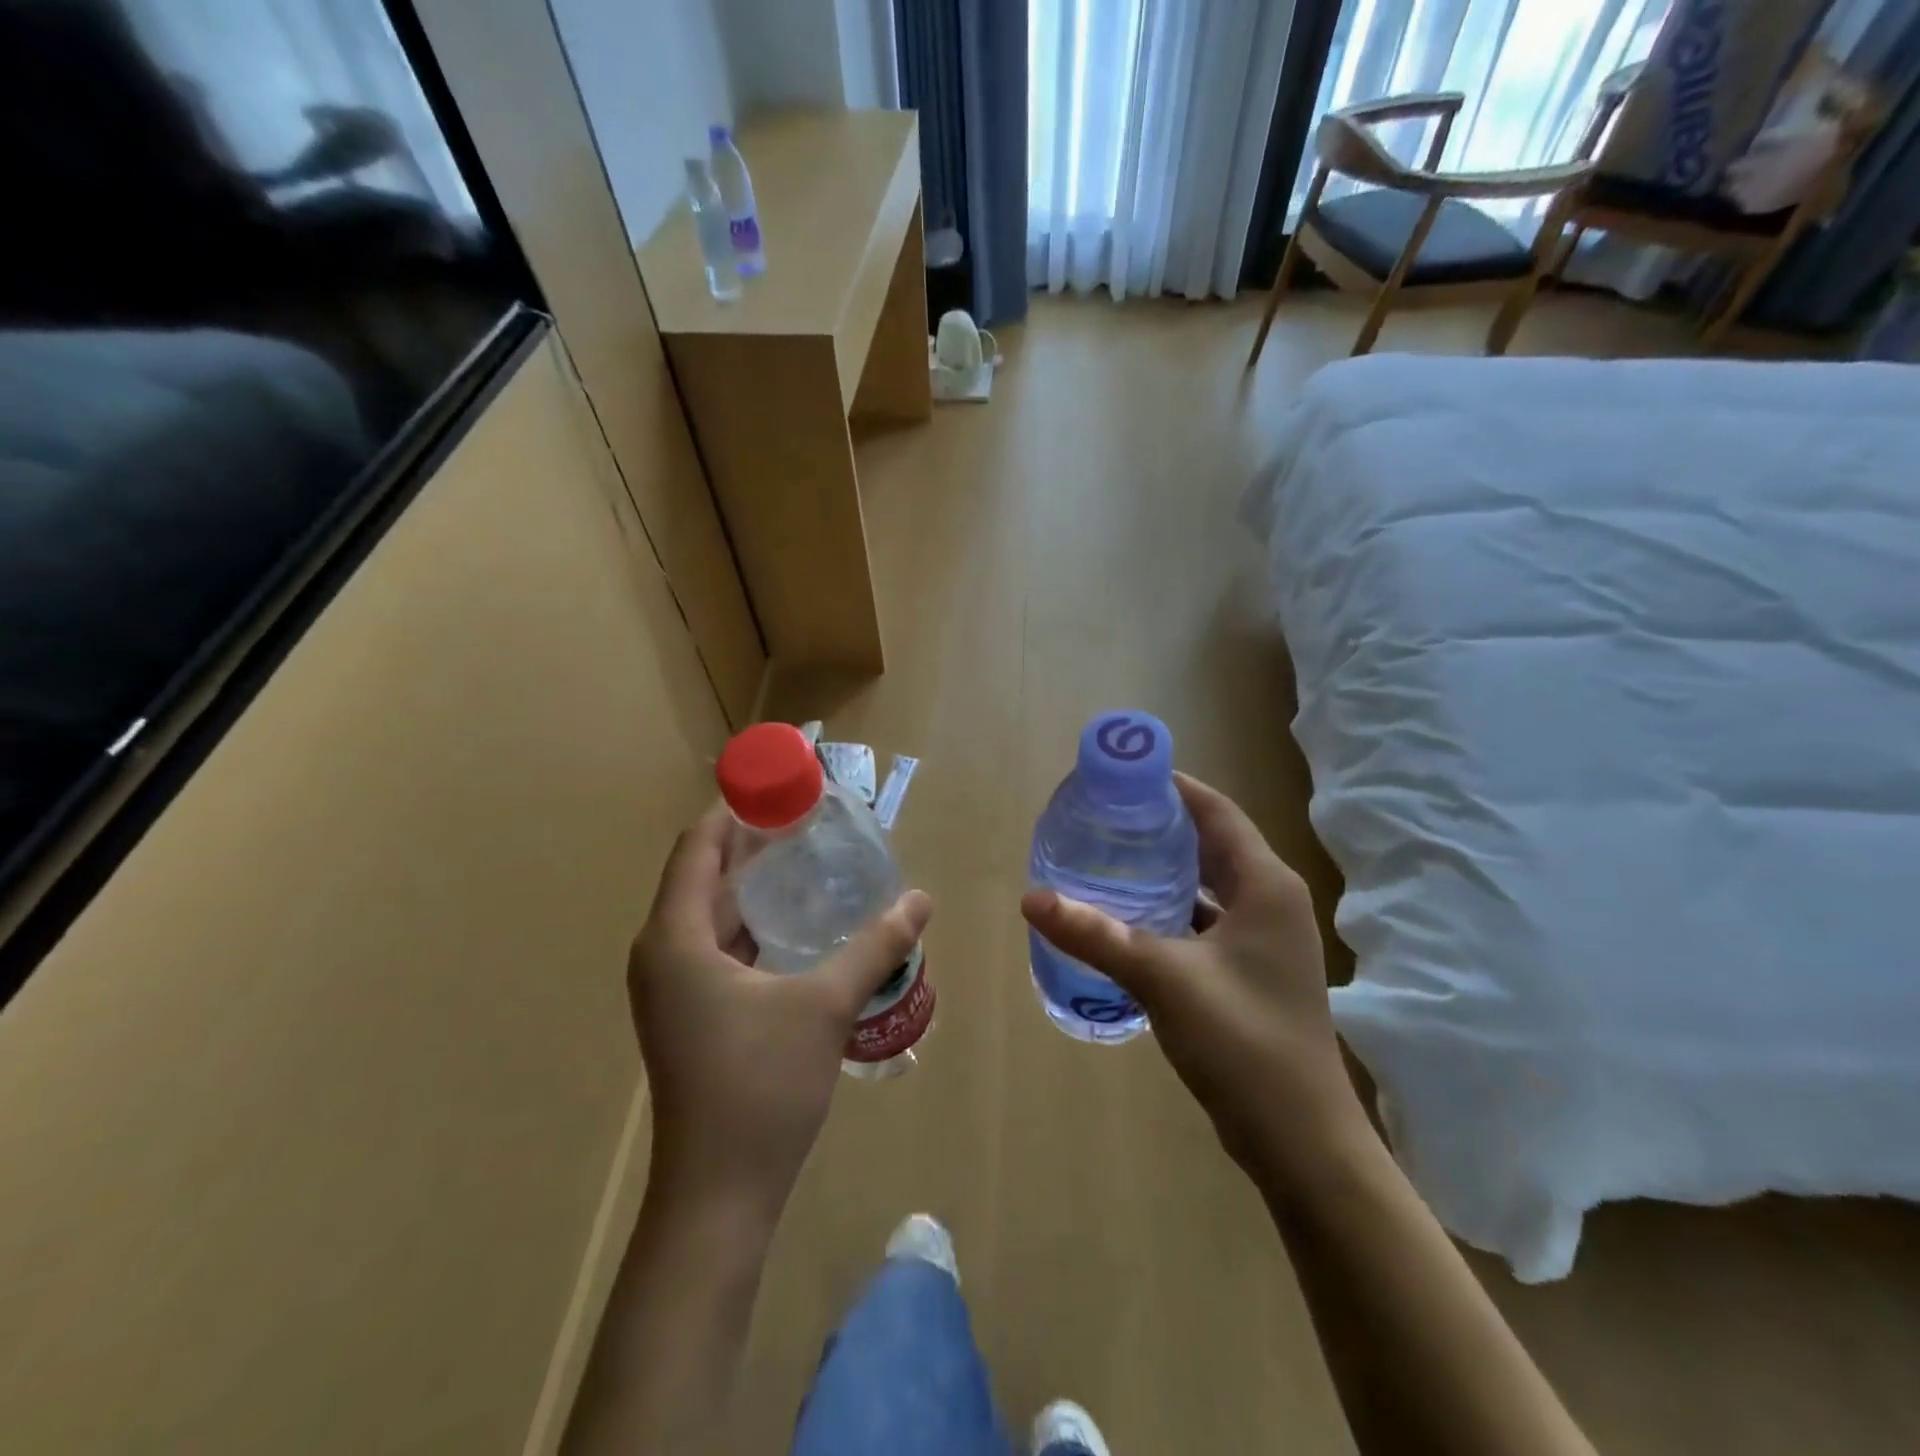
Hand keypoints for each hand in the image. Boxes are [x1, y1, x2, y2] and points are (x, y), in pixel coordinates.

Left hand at [629, 803, 932, 1217]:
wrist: (718, 1196)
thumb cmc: (761, 1088)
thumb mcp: (826, 1006)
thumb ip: (875, 946)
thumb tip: (921, 900)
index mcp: (675, 939)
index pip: (697, 846)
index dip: (737, 809)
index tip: (785, 785)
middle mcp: (663, 953)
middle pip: (702, 872)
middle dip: (752, 841)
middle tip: (811, 817)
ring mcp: (673, 986)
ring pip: (711, 910)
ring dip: (754, 882)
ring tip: (812, 857)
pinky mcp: (690, 1011)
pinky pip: (717, 943)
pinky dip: (753, 921)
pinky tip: (800, 920)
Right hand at [1021, 773, 1363, 1173]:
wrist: (1300, 1139)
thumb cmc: (1243, 1042)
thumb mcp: (1163, 978)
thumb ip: (1096, 934)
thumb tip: (1031, 898)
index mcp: (1266, 885)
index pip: (1216, 811)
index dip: (1172, 787)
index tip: (1121, 777)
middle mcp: (1271, 901)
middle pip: (1211, 843)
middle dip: (1160, 826)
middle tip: (1103, 817)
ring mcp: (1264, 940)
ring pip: (1207, 885)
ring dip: (1164, 870)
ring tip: (1107, 858)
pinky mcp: (1250, 971)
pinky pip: (1204, 922)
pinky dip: (1169, 911)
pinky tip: (1127, 918)